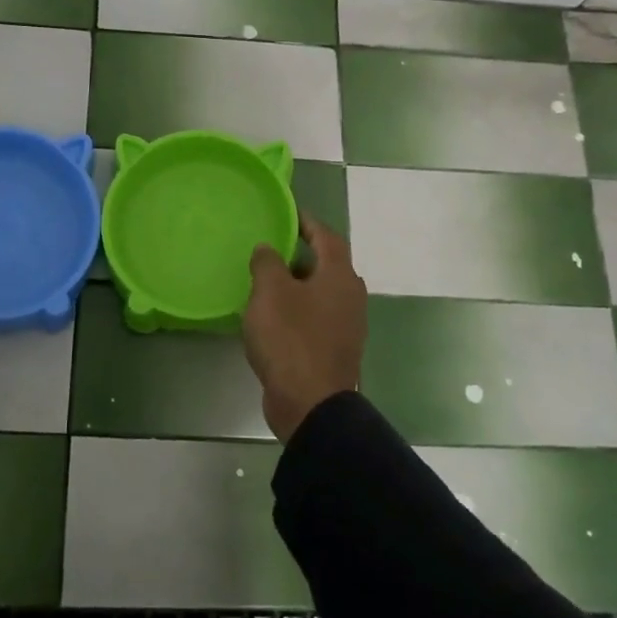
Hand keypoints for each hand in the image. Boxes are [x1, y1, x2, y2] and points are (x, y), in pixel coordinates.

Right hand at [242, 211, 367, 442]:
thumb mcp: (270, 292)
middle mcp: (350, 297)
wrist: (311, 404)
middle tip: (271, 250)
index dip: (308, 222)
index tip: (289, 213)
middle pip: (326, 266)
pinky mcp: (335, 350)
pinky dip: (297, 311)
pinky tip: (272, 318)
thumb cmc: (291, 338)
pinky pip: (316, 319)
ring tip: (265, 284)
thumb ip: (267, 262)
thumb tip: (268, 248)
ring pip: (320, 294)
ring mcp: (346, 326)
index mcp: (339, 276)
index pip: (327, 237)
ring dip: (296, 286)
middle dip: (299, 256)